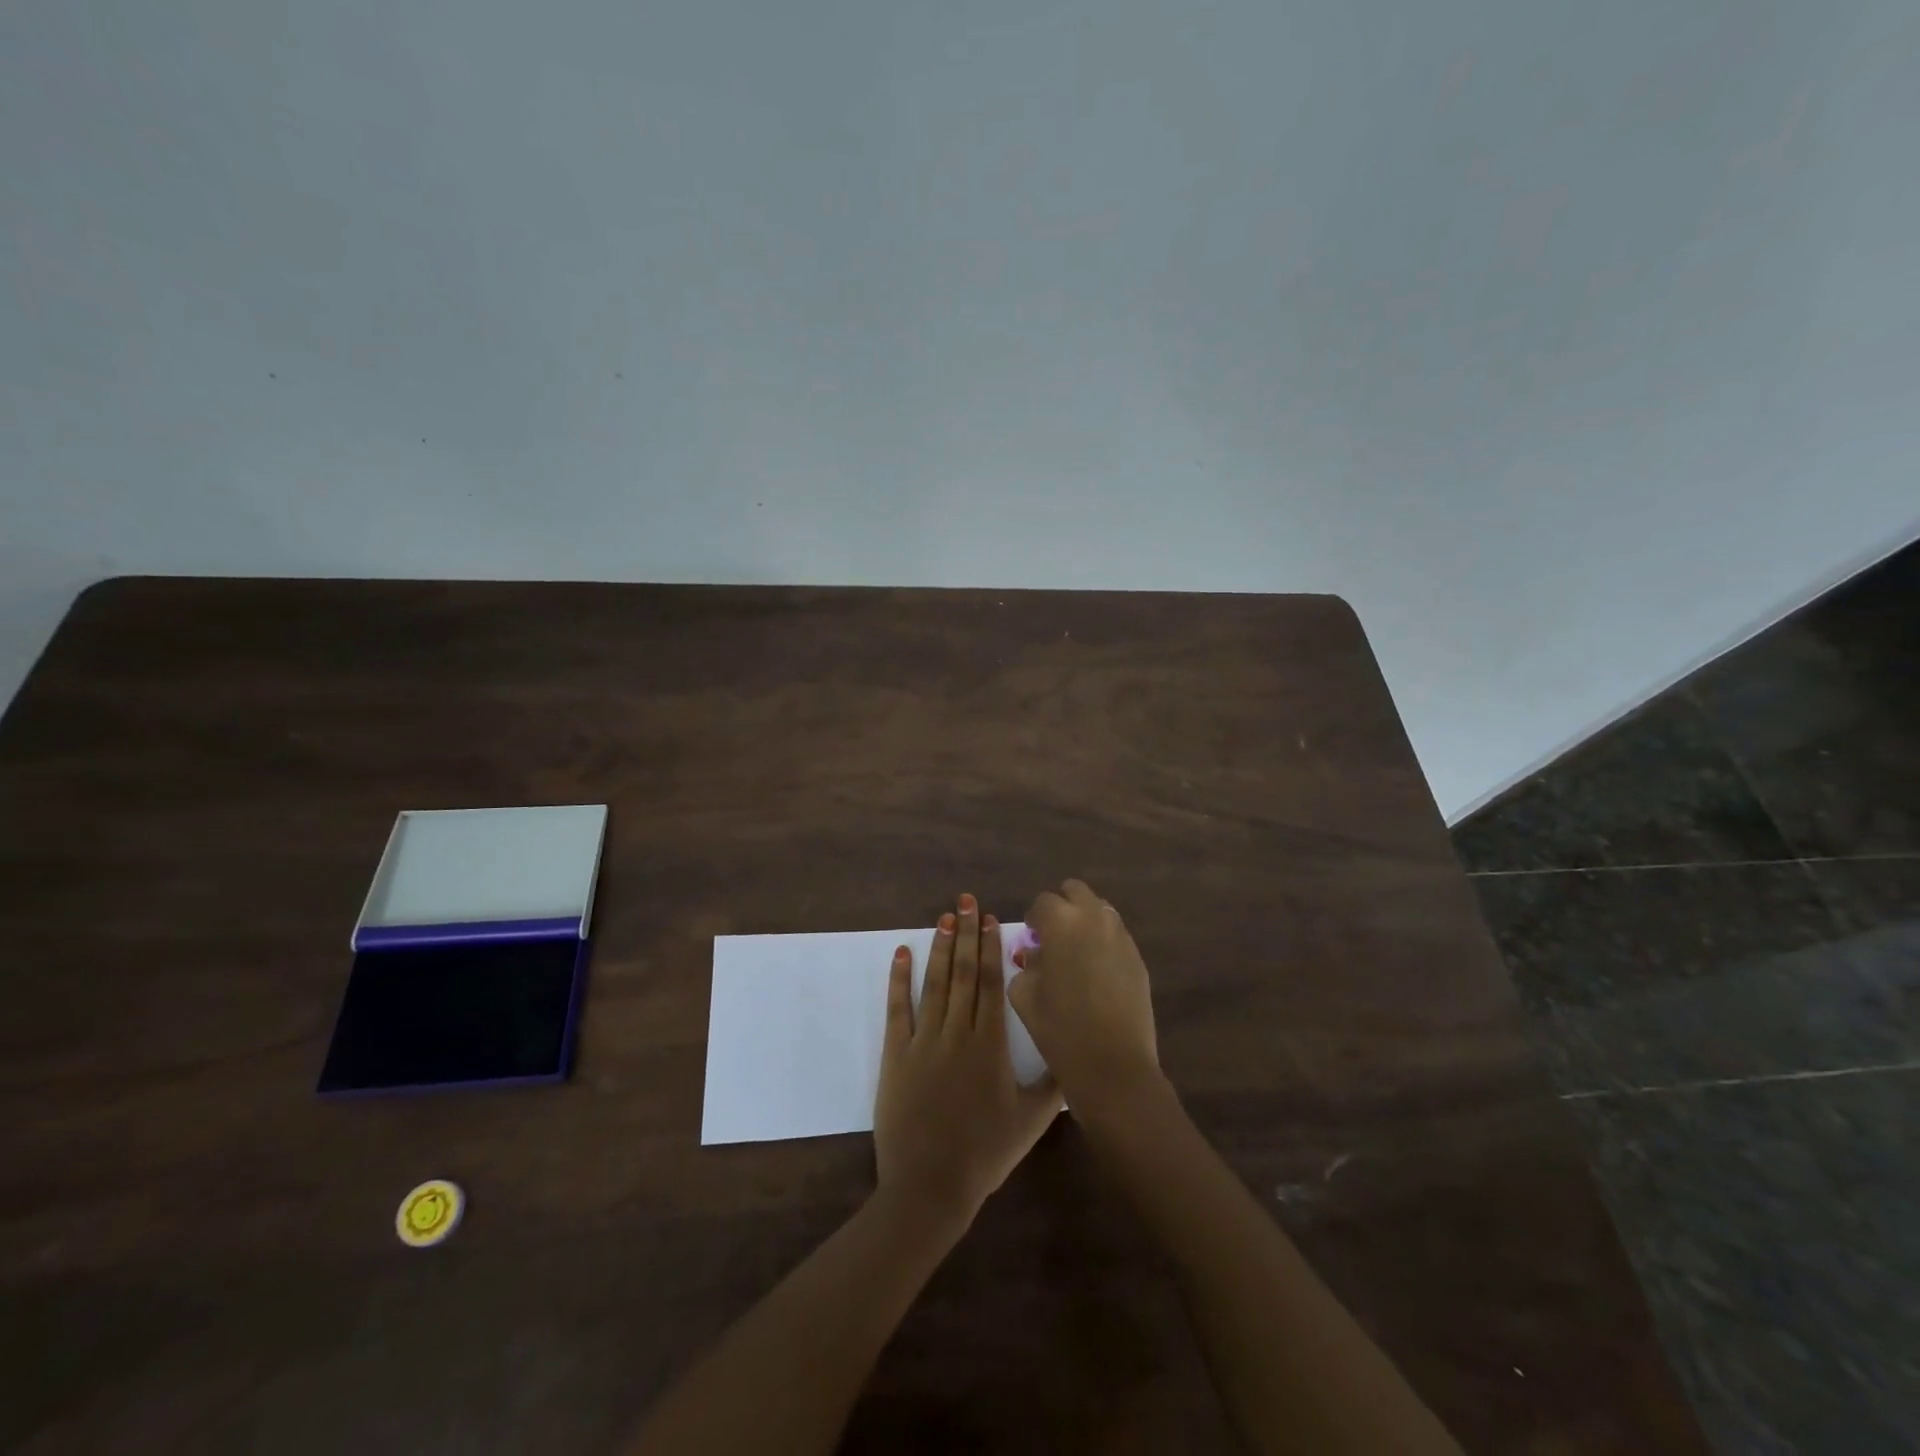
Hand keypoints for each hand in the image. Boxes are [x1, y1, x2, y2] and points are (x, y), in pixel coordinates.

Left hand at [874, 893, 1063, 1229]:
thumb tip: (1076, 1056)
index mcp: (991, 1044)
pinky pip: (898, 1009)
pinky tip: (902, 953)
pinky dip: (899, 979)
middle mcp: (958, 1032)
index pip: (992, 983)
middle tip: (965, 900)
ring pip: (935, 983)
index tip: (989, 919)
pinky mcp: (896, 1054)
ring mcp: (924, 1040)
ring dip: (940, 948)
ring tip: (943, 917)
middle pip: (964, 973)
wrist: (930, 1185)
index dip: (991, 948)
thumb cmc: (985, 1153)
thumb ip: (1054, 1084)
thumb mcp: (1032, 1121)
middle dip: (966, 934)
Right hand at [1009, 879, 1163, 1119]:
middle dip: (1062, 907)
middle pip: (1076, 891)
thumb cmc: (1059, 1028)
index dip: (1034, 918)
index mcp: (1061, 921)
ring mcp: (1121, 935)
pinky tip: (1097, 971)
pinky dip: (1103, 941)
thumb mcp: (1024, 994)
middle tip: (1053, 936)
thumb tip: (1036, 953)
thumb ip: (1026, 964)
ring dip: (1085, 920)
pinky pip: (1116, 934)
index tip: (1031, 937)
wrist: (1112, 1064)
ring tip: (1076, 952)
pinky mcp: (1138, 956)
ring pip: (1100, 909)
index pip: (1043, 902)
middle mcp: (1094, 917)